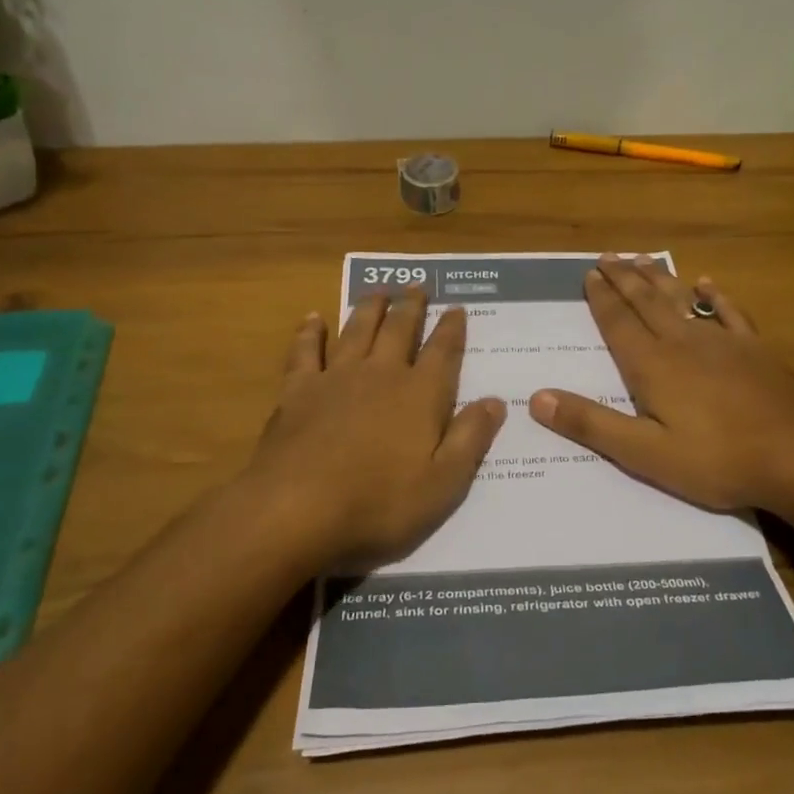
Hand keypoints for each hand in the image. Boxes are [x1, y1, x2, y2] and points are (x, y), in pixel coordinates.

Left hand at [242, 290, 506, 570]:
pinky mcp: (298, 390)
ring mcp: (336, 378)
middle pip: (399, 330)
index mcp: (420, 396)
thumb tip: (496, 401)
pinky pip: (305, 350)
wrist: (297, 508)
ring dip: (370, 307)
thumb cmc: (379, 503)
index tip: (457, 307)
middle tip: (417, 285)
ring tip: (379, 291)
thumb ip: (470, 438)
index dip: (452, 328)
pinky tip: (314, 318)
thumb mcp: (444, 483)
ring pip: (357, 329)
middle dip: (411, 306)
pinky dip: (311, 332)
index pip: (443, 352)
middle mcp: (380, 375)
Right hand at [528, 255, 793, 512]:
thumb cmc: (716, 460)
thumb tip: (538, 398)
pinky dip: (715, 297)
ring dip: (660, 279)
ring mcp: (723, 342)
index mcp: (652, 366)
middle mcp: (683, 343)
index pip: (618, 323)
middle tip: (608, 256)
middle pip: (647, 302)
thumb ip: (591, 424)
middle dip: (625, 279)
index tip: (589, 274)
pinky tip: (707, 284)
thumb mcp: (643, 454)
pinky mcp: (755, 350)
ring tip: (643, 259)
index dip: (601, 299)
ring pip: (683, 300)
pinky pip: (730, 313)